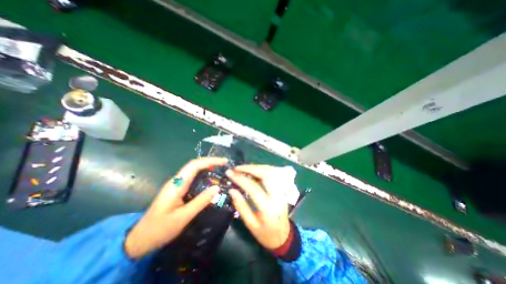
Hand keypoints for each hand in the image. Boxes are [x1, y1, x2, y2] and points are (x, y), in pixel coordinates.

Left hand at [126, 156, 227, 257]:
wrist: (139, 240)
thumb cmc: (160, 229)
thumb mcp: (183, 217)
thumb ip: (200, 201)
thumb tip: (217, 187)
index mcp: (176, 184)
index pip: (195, 165)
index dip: (210, 161)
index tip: (224, 161)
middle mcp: (176, 180)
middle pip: (195, 165)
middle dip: (210, 161)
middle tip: (225, 164)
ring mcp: (176, 184)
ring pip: (194, 170)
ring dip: (207, 167)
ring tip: (221, 169)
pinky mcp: (178, 189)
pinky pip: (193, 177)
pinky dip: (203, 175)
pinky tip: (210, 180)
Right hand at [226, 166, 288, 249]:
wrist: (283, 236)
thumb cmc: (265, 233)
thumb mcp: (250, 224)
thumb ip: (241, 206)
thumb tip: (232, 190)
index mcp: (268, 208)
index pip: (254, 188)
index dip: (241, 179)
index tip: (230, 173)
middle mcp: (277, 196)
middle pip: (266, 175)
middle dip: (250, 168)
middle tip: (237, 168)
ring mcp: (281, 191)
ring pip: (271, 172)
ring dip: (257, 167)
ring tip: (244, 168)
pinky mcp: (282, 188)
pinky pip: (273, 174)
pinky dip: (263, 169)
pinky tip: (255, 169)